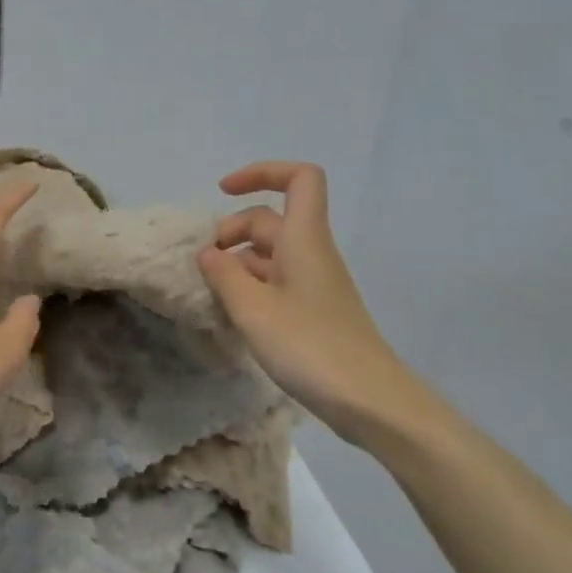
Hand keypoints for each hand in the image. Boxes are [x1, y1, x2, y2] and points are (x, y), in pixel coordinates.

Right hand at [198, 162, 418, 440]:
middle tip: (202, 264)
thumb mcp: (253, 310)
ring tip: (209, 293)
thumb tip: (208, 252)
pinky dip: (250, 287)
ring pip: (270, 255)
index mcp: (304, 240)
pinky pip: (276, 283)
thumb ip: (224, 276)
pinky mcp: (314, 311)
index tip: (223, 192)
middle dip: (232, 231)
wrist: (368, 399)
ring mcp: (315, 284)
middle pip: (271, 220)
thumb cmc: (309, 347)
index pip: (298, 178)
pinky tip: (231, 314)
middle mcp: (312, 253)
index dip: (262, 173)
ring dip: (237, 263)